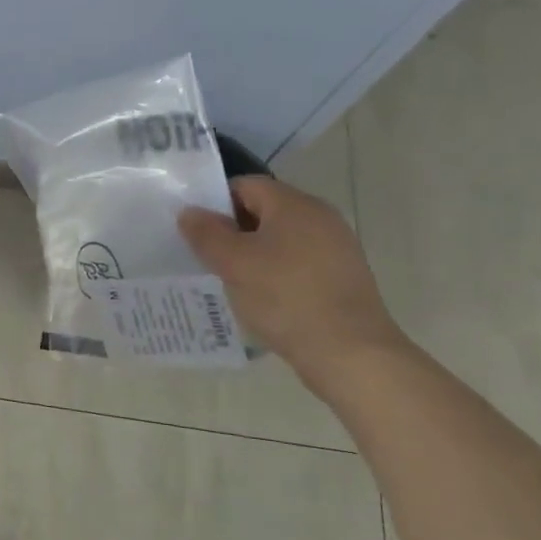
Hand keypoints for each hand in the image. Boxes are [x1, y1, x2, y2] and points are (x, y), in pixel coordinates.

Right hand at [179, 177, 405, 377]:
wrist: (351, 354)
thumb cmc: (286, 298)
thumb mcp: (234, 263)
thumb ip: (206, 233)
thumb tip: (189, 212)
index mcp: (295, 205)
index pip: (245, 185)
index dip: (215, 202)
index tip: (196, 231)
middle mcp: (321, 218)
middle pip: (264, 211)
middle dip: (232, 230)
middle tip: (207, 256)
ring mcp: (336, 249)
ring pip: (280, 239)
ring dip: (252, 255)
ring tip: (230, 280)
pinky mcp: (342, 278)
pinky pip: (297, 263)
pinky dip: (275, 274)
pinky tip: (262, 299)